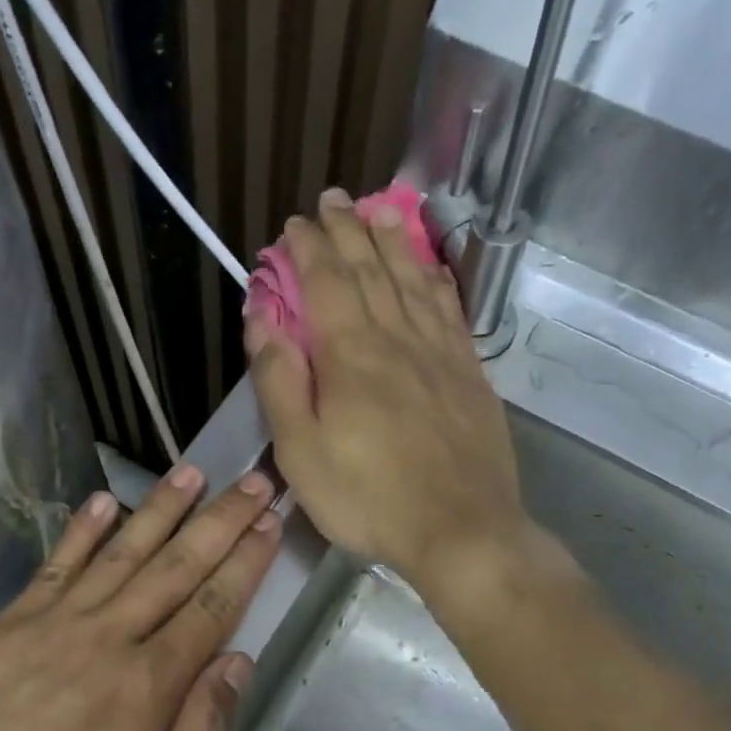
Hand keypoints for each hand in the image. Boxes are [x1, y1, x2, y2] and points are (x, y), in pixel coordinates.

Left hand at [0, 467, 280, 730]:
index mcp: (149, 685)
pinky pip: (57, 564)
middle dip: (221, 521)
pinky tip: (106, 500)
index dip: (245, 563)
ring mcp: (55, 623)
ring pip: (122, 553)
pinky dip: (84, 530)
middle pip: (176, 567)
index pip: (212, 608)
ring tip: (194, 472)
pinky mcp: (10, 623)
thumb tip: (238, 662)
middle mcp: (109, 638)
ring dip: (162, 510)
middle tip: (253, 481)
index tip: (270, 524)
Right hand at [246, 187, 526, 595]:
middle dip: (348, 230)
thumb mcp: (301, 452)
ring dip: (394, 241)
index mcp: (351, 355)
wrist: (461, 530)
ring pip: (413, 280)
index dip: (308, 247)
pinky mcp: (469, 375)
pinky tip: (431, 269)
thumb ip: (279, 381)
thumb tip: (260, 318)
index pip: (325, 282)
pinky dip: (436, 280)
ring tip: (382, 209)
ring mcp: (441, 354)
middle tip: (334, 200)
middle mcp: (398, 339)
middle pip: (371, 269)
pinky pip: (450, 310)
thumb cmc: (368, 499)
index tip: (294, 224)